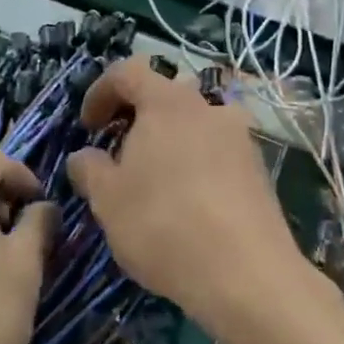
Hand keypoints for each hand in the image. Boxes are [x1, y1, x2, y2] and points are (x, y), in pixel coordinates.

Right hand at [66, 58, 317, 335]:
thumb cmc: (163, 224)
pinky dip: (197, 163)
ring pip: (197, 124)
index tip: (88, 126)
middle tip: (121, 153)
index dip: (100, 91)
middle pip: (166, 94)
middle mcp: (208, 108)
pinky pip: (219, 152)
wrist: (245, 272)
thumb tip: (84, 156)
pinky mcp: (259, 169)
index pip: (127, 72)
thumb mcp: (108, 200)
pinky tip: (189, 202)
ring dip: (172, 140)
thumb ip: (90, 169)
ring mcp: (240, 137)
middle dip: (139, 117)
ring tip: (156, 179)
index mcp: (167, 103)